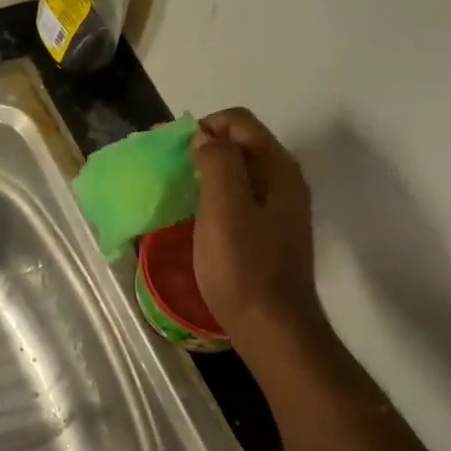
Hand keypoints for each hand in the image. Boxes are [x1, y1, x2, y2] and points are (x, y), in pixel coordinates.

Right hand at [191, 108, 324, 349]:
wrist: (274, 328)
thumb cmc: (244, 267)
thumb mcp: (225, 209)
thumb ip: (218, 163)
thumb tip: (206, 139)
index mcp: (277, 168)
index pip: (239, 122)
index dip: (202, 126)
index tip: (168, 149)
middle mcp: (284, 181)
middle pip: (241, 144)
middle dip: (202, 146)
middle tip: (166, 167)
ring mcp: (280, 209)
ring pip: (240, 173)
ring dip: (207, 172)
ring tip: (175, 189)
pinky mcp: (271, 233)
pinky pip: (241, 199)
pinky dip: (215, 196)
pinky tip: (195, 216)